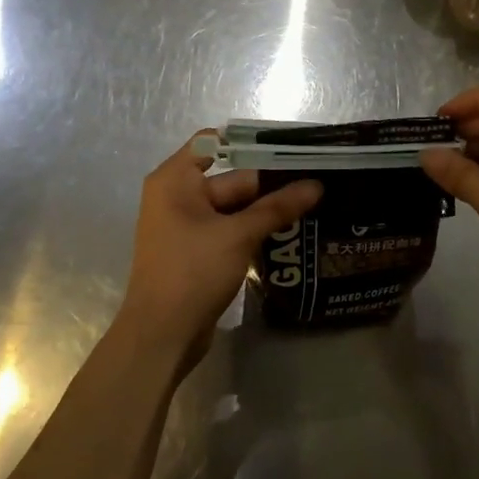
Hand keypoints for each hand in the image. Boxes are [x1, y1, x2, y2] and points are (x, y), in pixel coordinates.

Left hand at [118, 133, 322, 368]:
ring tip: (313, 202)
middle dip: (270, 181)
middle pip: (230, 176)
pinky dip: (253, 228)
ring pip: (233, 206)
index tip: (291, 148)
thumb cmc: (192, 272)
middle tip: (316, 179)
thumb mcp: (239, 235)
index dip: (251, 143)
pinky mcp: (197, 250)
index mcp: (175, 180)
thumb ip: (277, 207)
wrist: (162, 336)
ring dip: (266, 208)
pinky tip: (289, 230)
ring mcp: (186, 225)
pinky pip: (229, 229)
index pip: (214, 142)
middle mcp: (177, 196)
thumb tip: (317, 185)